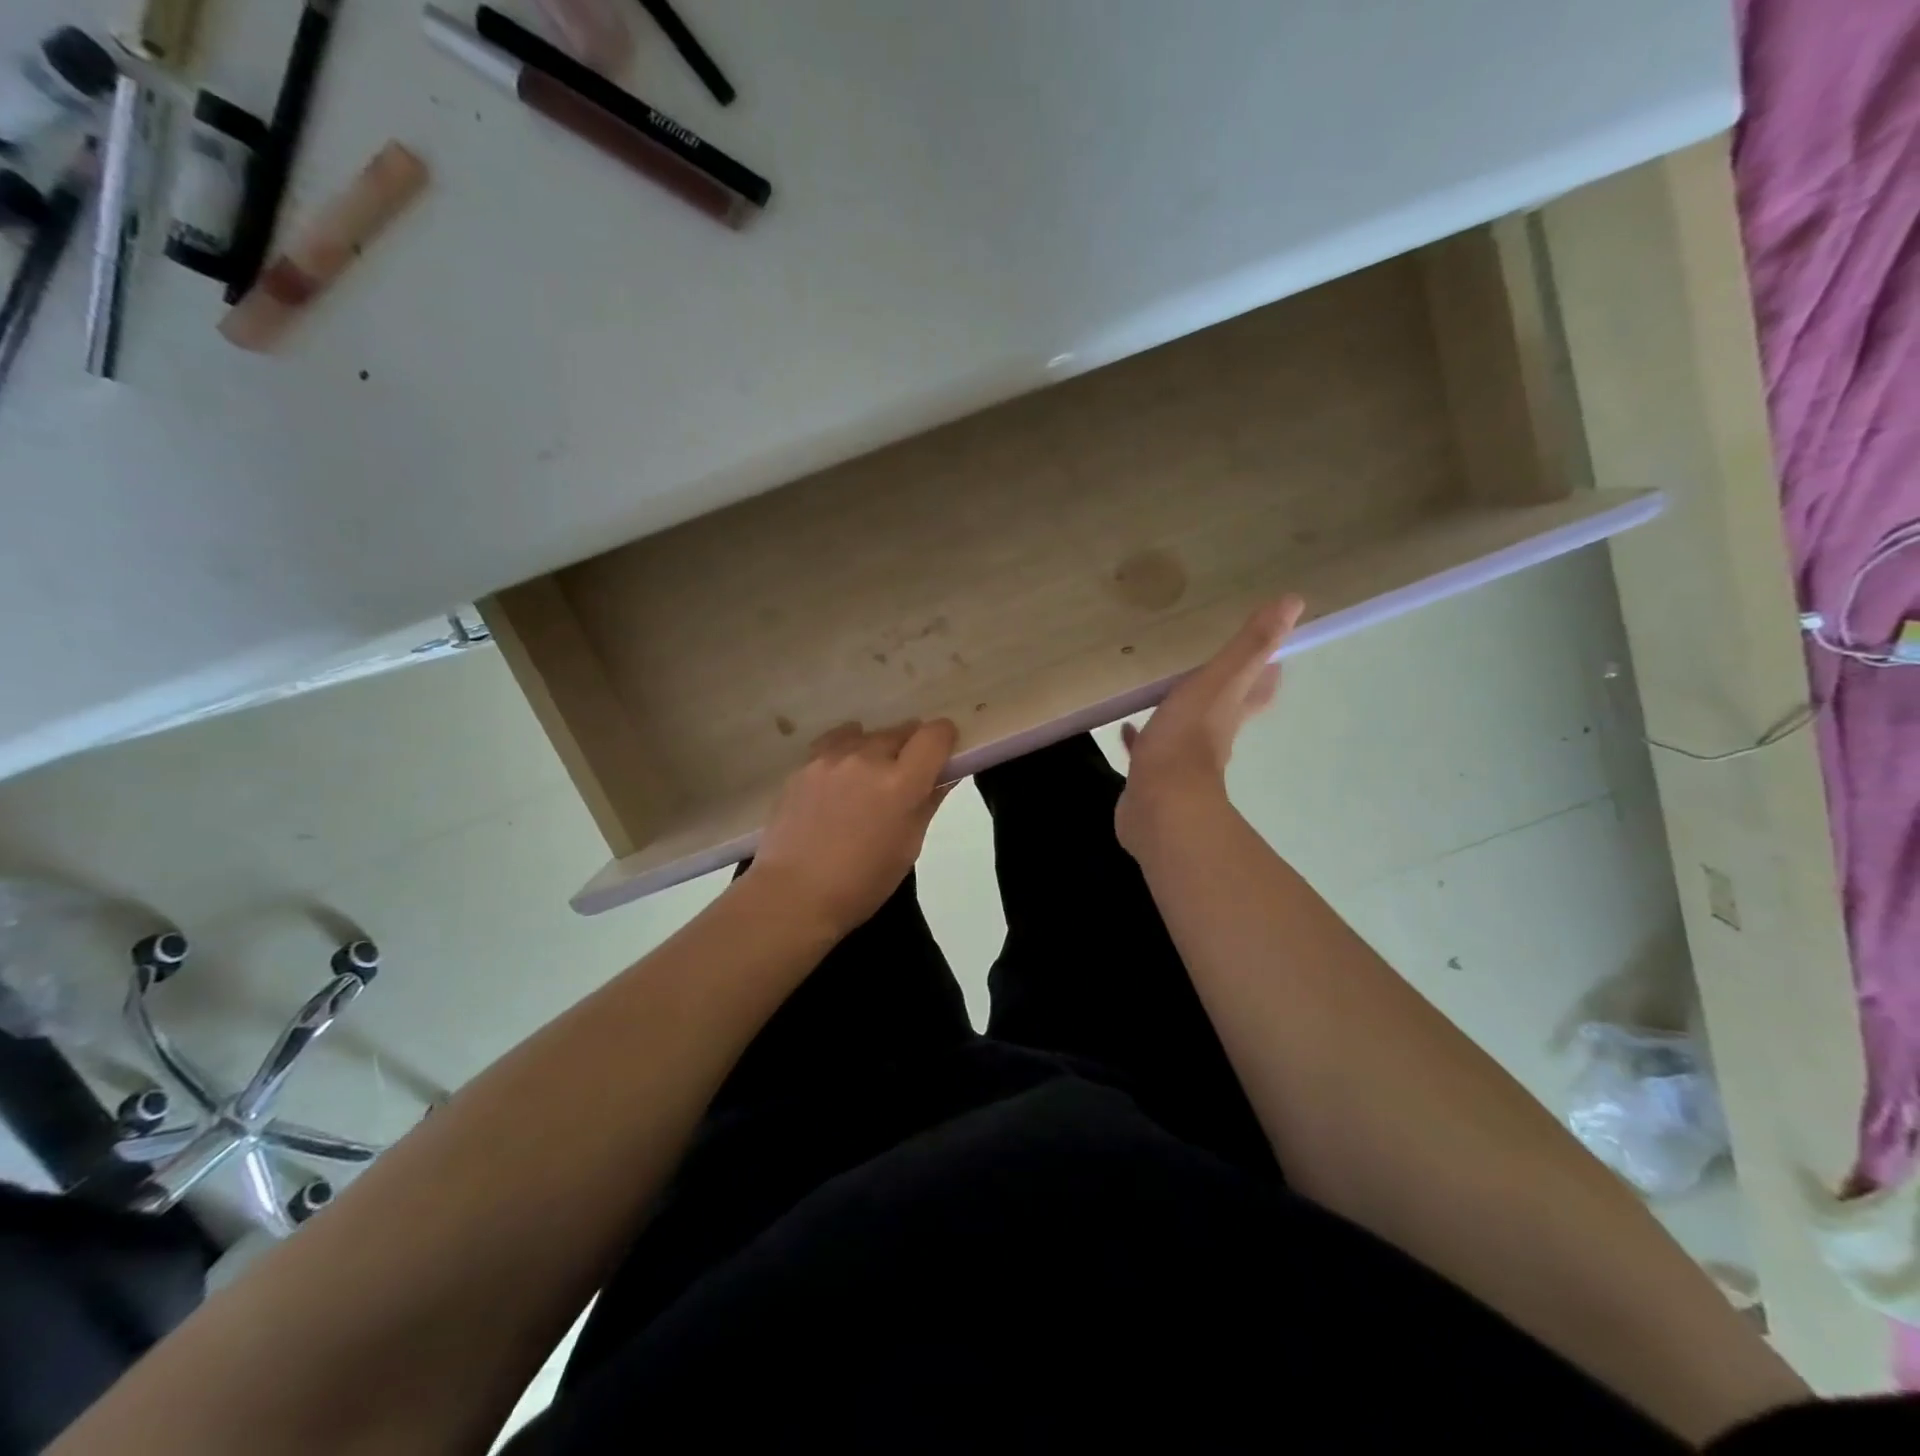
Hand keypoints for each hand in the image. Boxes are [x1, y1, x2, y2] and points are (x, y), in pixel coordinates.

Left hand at [746, 718, 957, 936]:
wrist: (794, 894)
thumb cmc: (862, 882)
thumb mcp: (908, 846)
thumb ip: (928, 802)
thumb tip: (945, 776)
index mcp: (901, 783)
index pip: (935, 735)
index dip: (945, 739)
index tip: (943, 754)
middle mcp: (868, 758)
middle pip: (901, 731)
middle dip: (911, 746)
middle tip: (906, 776)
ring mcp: (831, 758)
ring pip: (867, 735)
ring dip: (877, 748)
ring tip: (870, 777)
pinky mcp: (804, 765)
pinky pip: (835, 743)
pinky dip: (847, 750)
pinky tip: (843, 772)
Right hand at [1115, 596, 1303, 854]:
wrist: (1160, 803)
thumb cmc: (1188, 738)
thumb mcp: (1219, 682)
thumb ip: (1250, 644)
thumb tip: (1294, 600)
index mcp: (1228, 712)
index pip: (1256, 690)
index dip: (1266, 673)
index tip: (1272, 659)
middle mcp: (1210, 737)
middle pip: (1223, 711)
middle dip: (1223, 694)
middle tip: (1214, 672)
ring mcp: (1179, 760)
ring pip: (1184, 732)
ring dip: (1179, 716)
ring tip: (1166, 696)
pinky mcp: (1150, 776)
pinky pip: (1147, 751)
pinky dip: (1140, 740)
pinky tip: (1125, 729)